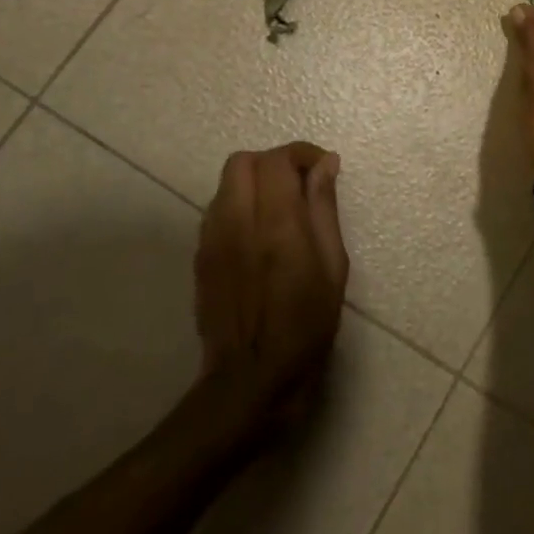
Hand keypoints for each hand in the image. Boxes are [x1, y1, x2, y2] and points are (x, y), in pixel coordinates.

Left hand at [194, 143, 348, 414]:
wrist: (250, 378)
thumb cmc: (306, 326)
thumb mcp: (332, 267)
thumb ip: (324, 209)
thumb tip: (325, 164)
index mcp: (276, 224)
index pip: (277, 161)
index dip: (302, 154)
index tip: (323, 168)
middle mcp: (237, 222)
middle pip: (243, 161)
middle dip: (274, 163)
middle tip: (300, 186)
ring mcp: (212, 238)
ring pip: (226, 183)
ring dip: (255, 183)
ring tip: (281, 209)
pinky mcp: (200, 255)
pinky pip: (217, 209)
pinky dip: (239, 205)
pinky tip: (259, 233)